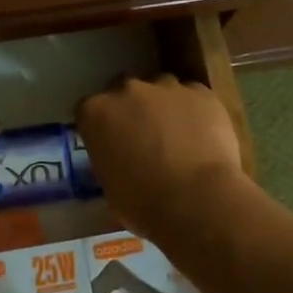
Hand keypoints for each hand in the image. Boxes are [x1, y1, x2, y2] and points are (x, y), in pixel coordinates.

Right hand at [76, 74, 246, 236]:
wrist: (199, 202)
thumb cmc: (144, 205)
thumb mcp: (110, 188)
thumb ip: (111, 161)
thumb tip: (121, 162)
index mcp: (96, 113)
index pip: (89, 110)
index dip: (101, 127)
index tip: (110, 144)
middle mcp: (127, 90)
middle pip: (124, 91)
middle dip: (131, 110)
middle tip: (144, 139)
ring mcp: (167, 87)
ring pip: (161, 89)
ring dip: (164, 107)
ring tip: (178, 138)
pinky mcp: (201, 93)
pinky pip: (193, 97)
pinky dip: (195, 112)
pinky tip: (203, 137)